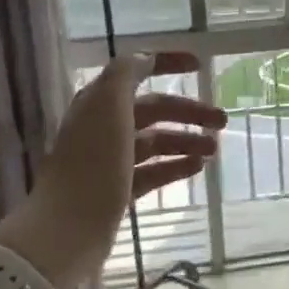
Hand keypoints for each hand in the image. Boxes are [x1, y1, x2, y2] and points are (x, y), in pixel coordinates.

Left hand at [0, 52, 226, 288]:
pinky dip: (176, 167)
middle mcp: (103, 127)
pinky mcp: (117, 191)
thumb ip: (126, 73)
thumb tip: (145, 59)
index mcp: (99, 101)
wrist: (66, 229)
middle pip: (153, 110)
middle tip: (222, 121)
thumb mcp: (107, 104)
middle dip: (188, 112)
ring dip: (186, 140)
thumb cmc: (92, 161)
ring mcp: (110, 161)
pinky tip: (198, 168)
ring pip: (156, 142)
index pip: (136, 71)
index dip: (166, 63)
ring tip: (214, 149)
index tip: (199, 65)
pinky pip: (153, 172)